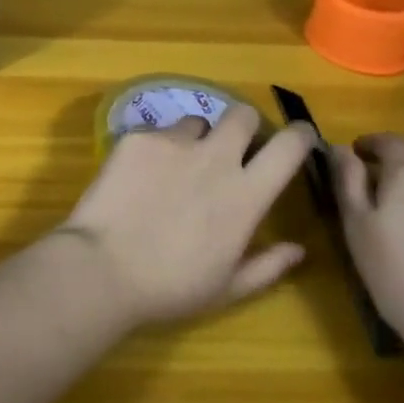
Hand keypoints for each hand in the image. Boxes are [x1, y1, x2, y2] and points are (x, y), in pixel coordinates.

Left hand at [61, 106, 311, 326]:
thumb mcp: (227, 288)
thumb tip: (298, 249)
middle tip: (233, 147)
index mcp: (245, 195)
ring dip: (196, 140)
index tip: (299, 136)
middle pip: (242, 114)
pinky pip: (157, 133)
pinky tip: (139, 178)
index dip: (300, 135)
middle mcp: (215, 158)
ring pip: (196, 123)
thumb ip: (268, 265)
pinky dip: (156, 150)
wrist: (103, 267)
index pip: (288, 147)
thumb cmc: (171, 287)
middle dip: (244, 125)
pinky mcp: (138, 137)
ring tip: (176, 168)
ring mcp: (173, 142)